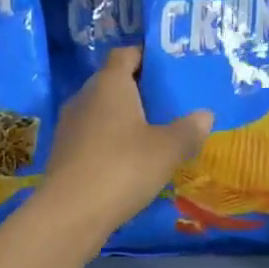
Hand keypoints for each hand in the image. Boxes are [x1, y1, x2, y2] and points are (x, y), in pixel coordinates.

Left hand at [39, 47, 211, 232]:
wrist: (69, 214)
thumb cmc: (122, 168)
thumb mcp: (167, 150)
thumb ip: (188, 129)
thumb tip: (205, 115)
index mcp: (109, 83)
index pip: (125, 53)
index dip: (146, 56)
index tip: (169, 69)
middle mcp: (85, 96)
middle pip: (113, 82)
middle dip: (139, 90)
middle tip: (169, 103)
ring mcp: (70, 125)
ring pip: (101, 111)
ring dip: (124, 119)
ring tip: (153, 133)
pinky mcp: (63, 153)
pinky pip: (92, 136)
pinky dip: (110, 142)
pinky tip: (130, 161)